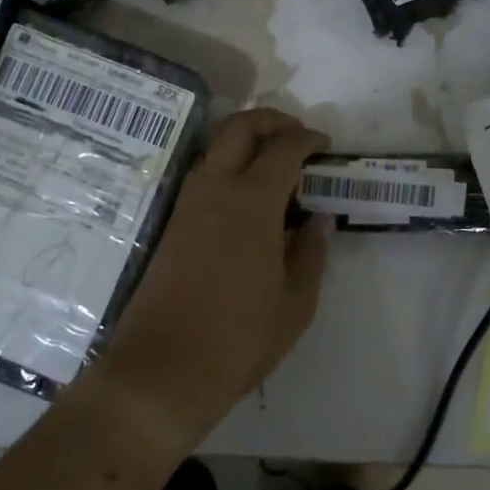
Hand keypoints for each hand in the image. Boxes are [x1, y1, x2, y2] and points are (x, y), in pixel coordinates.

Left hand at [90, 108, 329, 444]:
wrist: (163, 368)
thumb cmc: (239, 338)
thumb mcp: (295, 303)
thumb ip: (311, 252)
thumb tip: (319, 219)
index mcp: (252, 202)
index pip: (284, 148)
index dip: (308, 139)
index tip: (325, 146)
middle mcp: (215, 190)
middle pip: (239, 127)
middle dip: (272, 121)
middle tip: (297, 138)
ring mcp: (187, 205)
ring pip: (216, 148)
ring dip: (246, 142)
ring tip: (275, 167)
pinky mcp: (171, 224)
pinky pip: (203, 176)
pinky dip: (228, 167)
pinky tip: (248, 198)